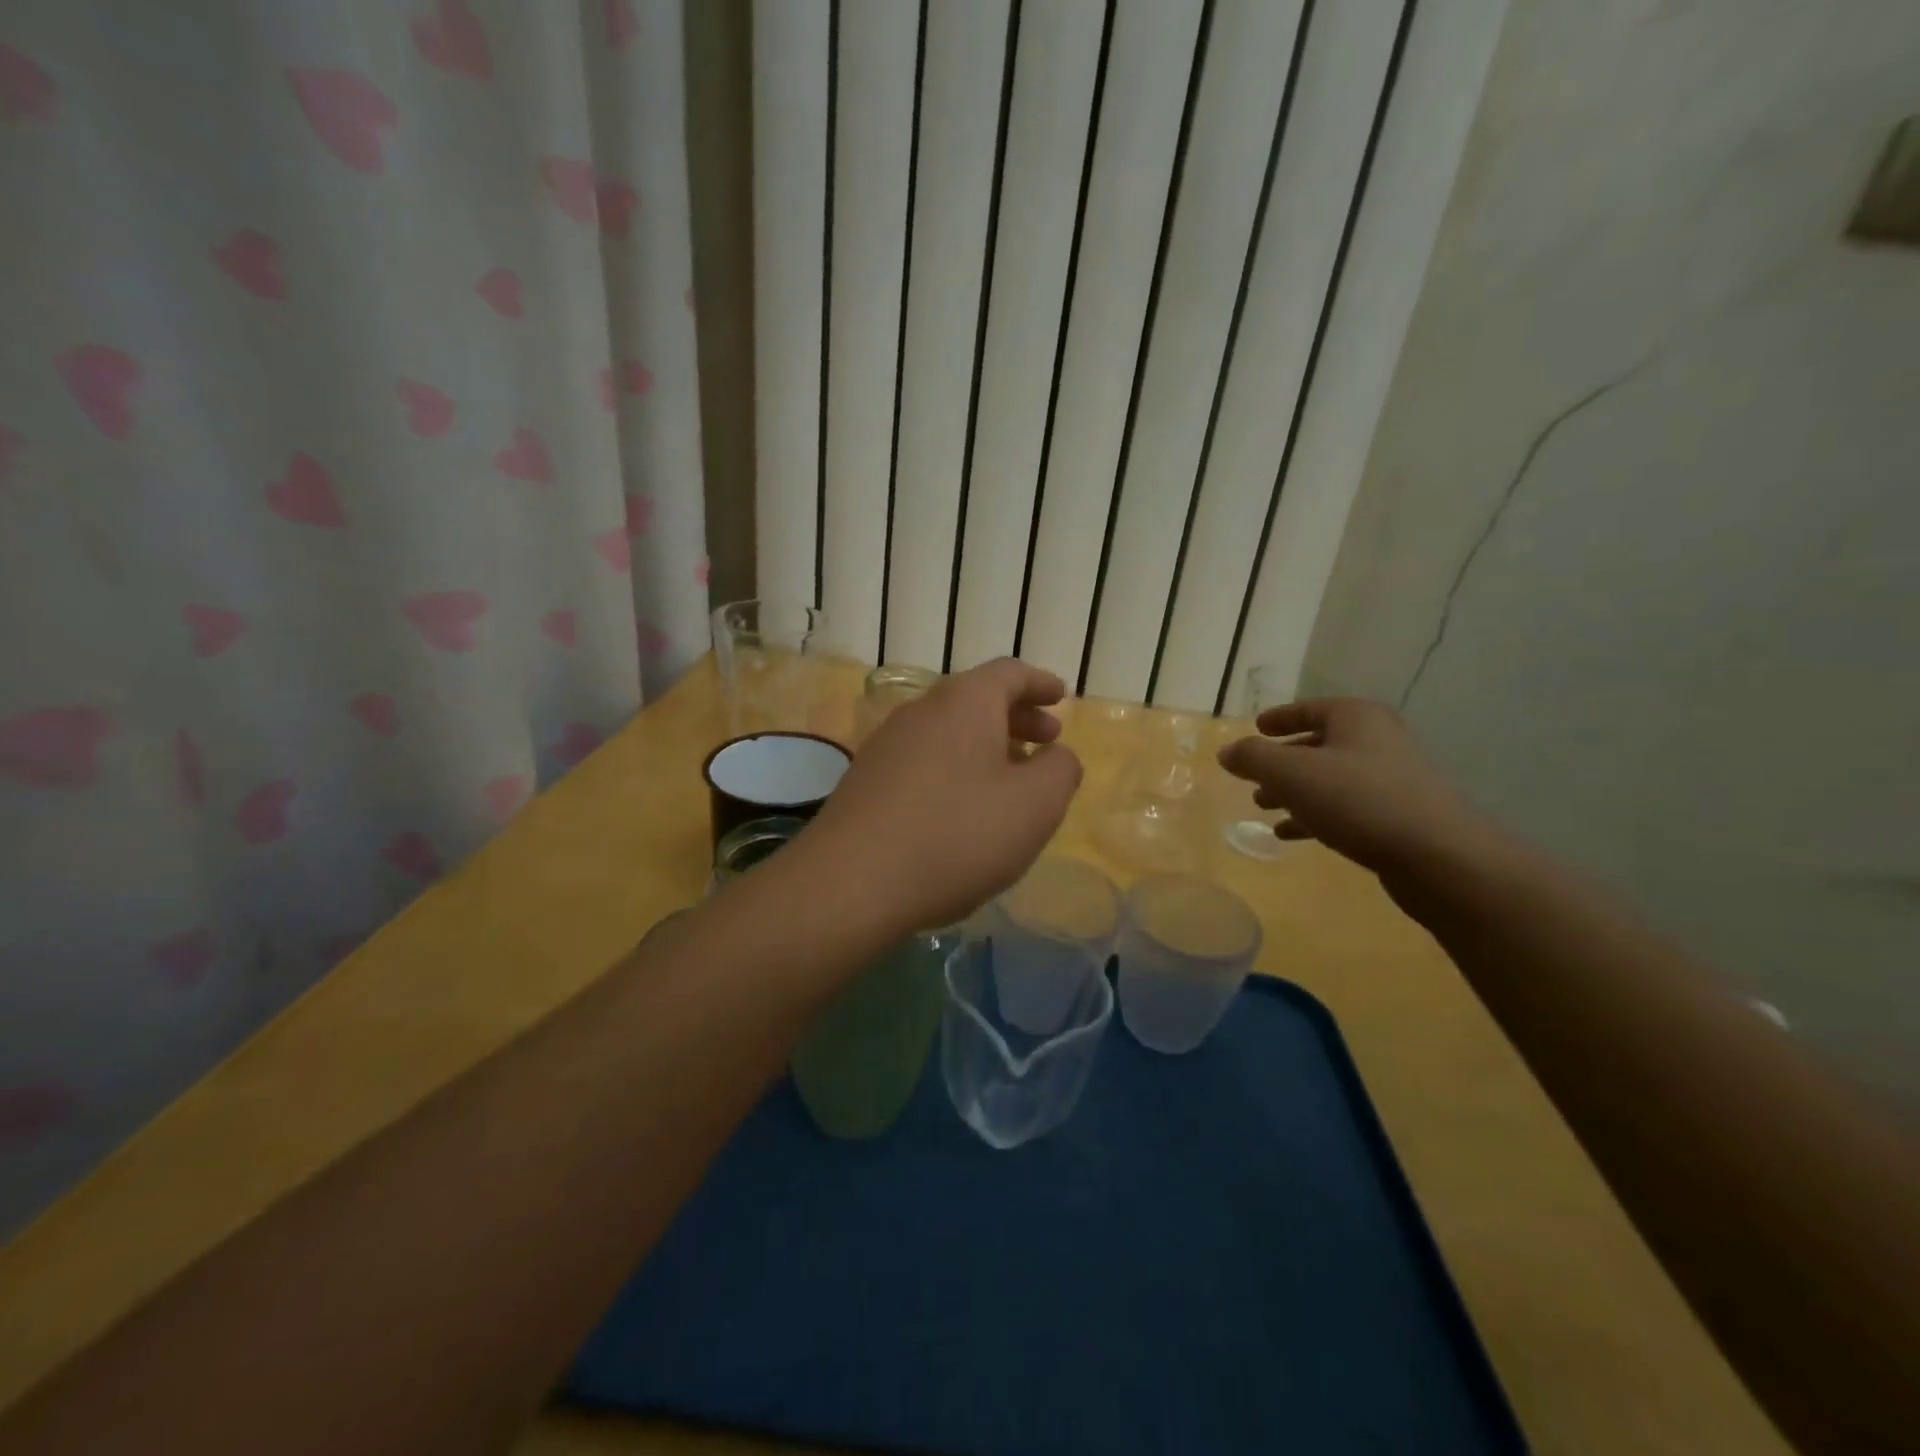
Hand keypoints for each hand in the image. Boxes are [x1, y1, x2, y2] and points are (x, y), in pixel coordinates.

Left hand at [800, 659, 1082, 932]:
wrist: (851, 882)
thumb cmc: (957, 835)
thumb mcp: (1034, 806)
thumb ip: (1060, 771)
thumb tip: (1056, 755)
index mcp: (964, 702)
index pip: (1009, 673)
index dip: (1040, 684)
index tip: (1060, 697)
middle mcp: (921, 711)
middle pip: (976, 700)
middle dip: (1017, 718)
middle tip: (1046, 741)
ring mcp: (887, 744)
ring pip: (949, 731)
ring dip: (986, 746)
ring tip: (1010, 778)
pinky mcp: (866, 780)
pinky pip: (924, 759)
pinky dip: (955, 769)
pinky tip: (963, 808)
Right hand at [1217, 698, 1495, 879]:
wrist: (1437, 856)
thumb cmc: (1358, 800)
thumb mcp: (1291, 774)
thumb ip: (1253, 758)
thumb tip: (1227, 752)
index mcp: (1356, 718)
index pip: (1309, 708)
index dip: (1279, 718)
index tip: (1256, 728)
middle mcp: (1377, 740)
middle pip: (1319, 744)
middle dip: (1282, 761)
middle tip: (1254, 776)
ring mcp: (1392, 779)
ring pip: (1330, 778)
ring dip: (1295, 791)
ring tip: (1264, 807)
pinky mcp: (1398, 815)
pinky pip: (1346, 807)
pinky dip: (1315, 815)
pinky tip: (1291, 834)